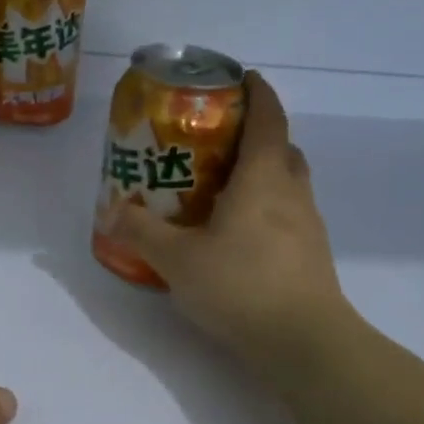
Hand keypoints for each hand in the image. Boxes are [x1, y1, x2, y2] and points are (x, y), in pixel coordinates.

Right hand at [101, 71, 345, 359]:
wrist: (304, 343)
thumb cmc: (241, 286)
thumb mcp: (177, 260)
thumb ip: (141, 232)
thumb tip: (112, 212)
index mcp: (263, 177)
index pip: (268, 117)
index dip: (257, 92)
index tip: (240, 79)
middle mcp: (292, 192)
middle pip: (281, 147)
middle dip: (255, 136)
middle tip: (216, 143)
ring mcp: (308, 225)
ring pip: (287, 183)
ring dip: (261, 175)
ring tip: (221, 190)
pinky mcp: (311, 256)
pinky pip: (288, 215)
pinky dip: (266, 210)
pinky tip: (237, 237)